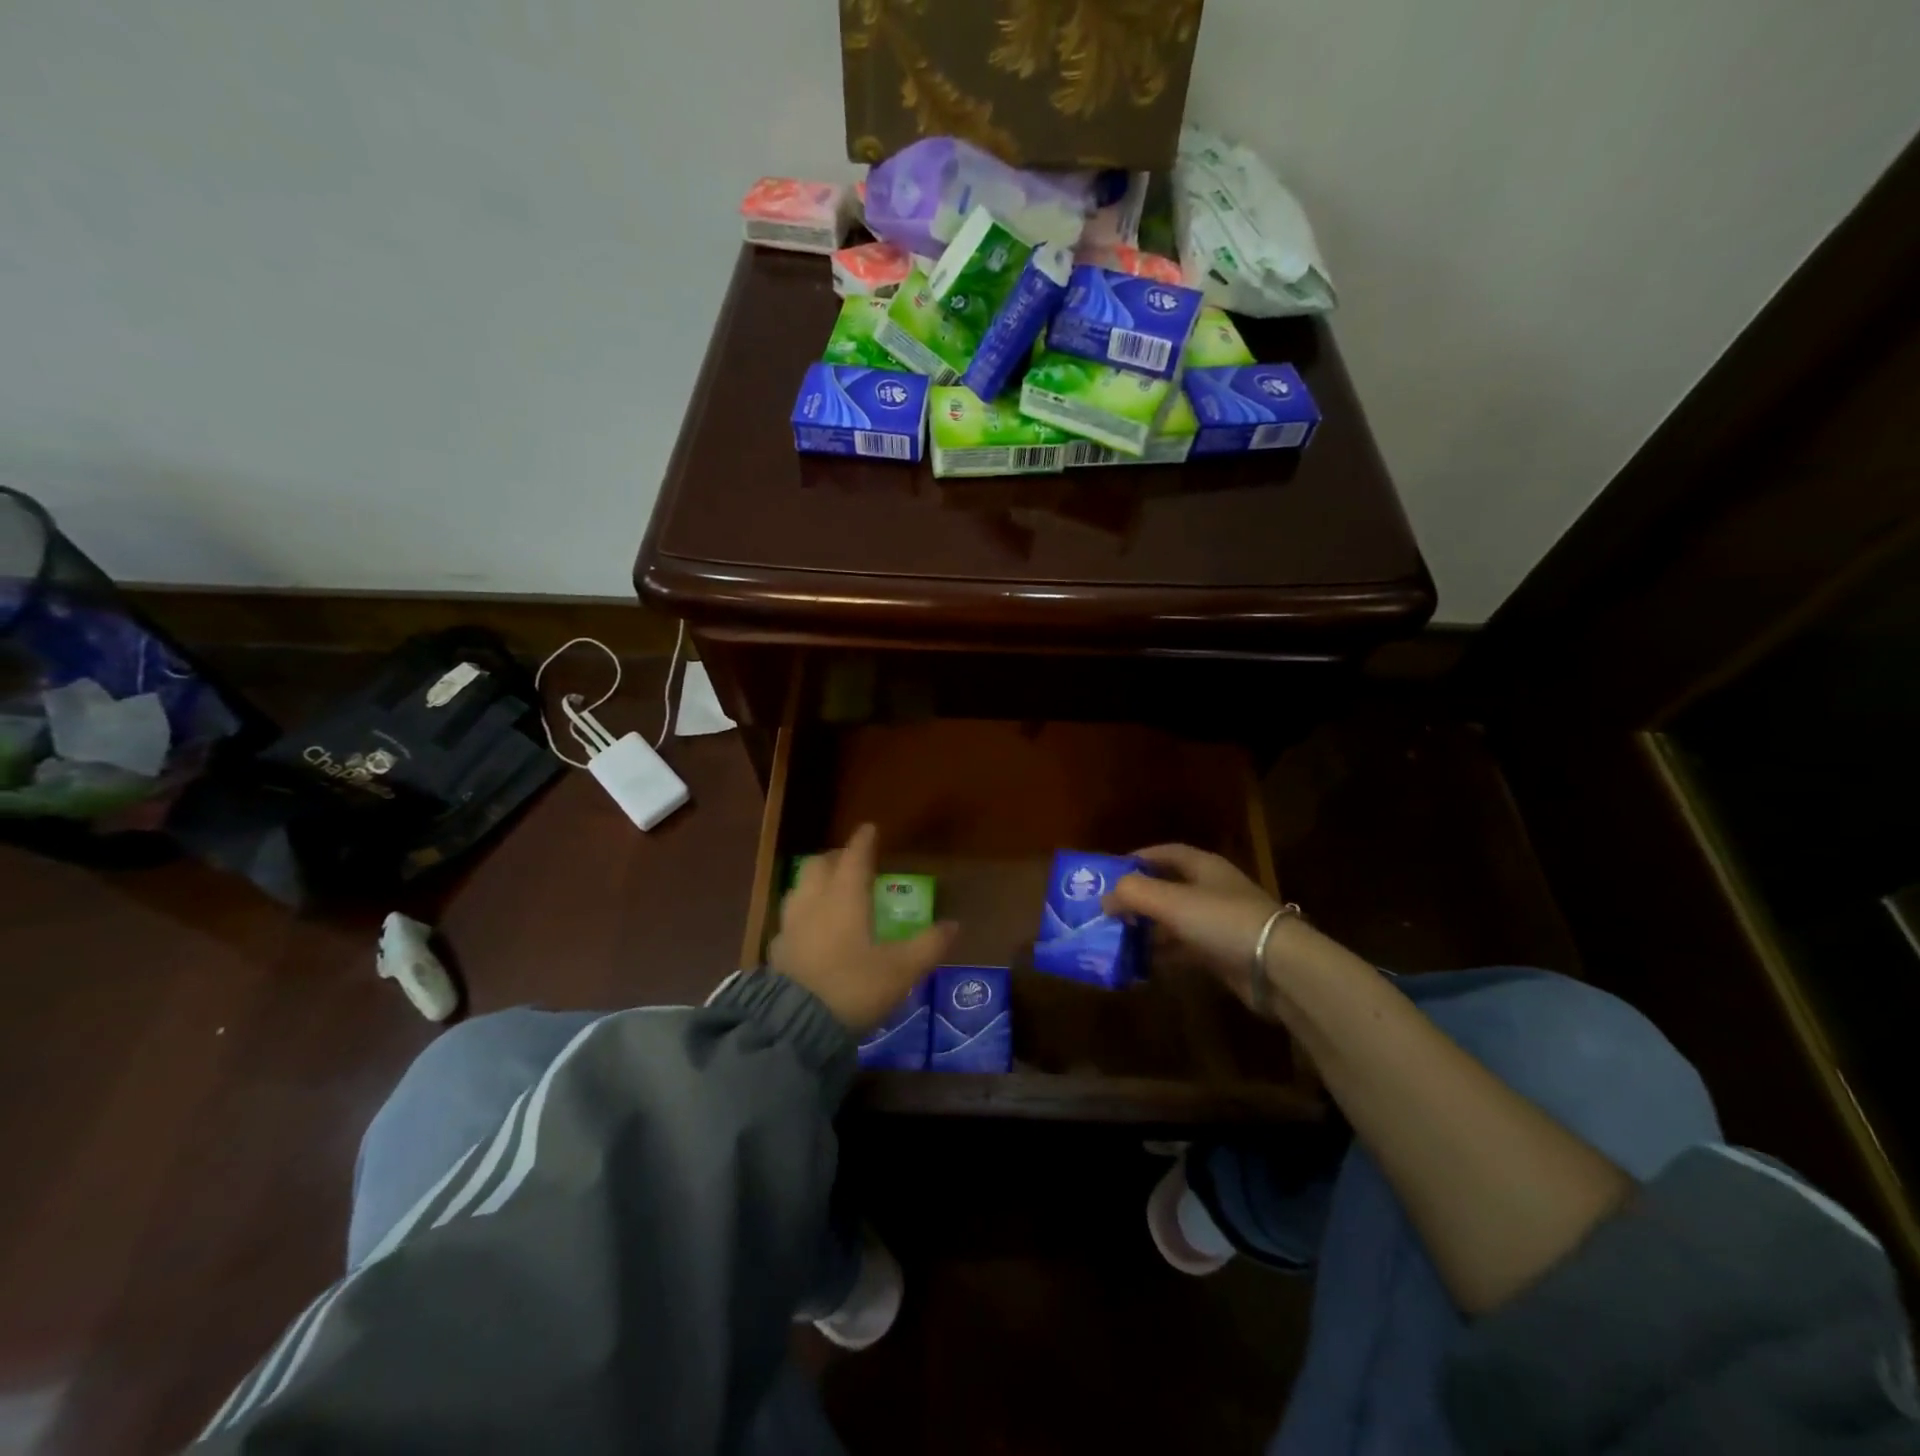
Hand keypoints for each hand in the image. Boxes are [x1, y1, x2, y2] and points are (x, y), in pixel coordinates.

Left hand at [768, 824, 956, 1032]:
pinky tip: (811, 928)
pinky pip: (790, 916)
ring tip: (829, 890)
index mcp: (845, 897)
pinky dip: (803, 911)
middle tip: (851, 862)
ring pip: (799, 887)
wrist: (796, 1026)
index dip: (863, 841)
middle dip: (835, 857)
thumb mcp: (901, 970)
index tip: (869, 829)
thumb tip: (953, 925)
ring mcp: (791, 924)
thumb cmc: (854, 987)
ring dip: (815, 880)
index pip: (854, 857)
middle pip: (819, 865)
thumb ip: (928, 945)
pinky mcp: (778, 949)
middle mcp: (814, 902)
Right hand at [1103, 844, 1281, 1009]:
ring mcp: (1219, 922)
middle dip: (1137, 899)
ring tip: (1116, 940)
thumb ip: (1132, 893)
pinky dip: (1163, 954)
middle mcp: (1211, 890)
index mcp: (1203, 867)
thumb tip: (1105, 899)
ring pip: (1174, 921)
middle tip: (1107, 912)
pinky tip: (1141, 965)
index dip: (1137, 859)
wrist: (1276, 967)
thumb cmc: (1221, 920)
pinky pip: (1184, 949)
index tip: (1109, 873)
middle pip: (1167, 888)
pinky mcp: (1223, 953)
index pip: (1165, 853)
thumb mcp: (1170, 901)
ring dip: (1147, 930)